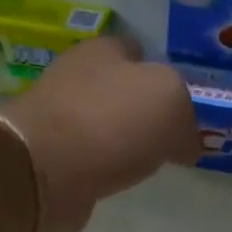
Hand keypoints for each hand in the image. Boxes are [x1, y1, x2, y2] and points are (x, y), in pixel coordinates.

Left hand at [3, 35, 199, 231]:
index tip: (182, 106)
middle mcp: (77, 78)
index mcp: (105, 51)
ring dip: (121, 142)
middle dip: (141, 110)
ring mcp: (59, 120)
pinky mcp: (50, 160)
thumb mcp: (170, 103)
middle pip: (119, 90)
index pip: (138, 52)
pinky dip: (102, 168)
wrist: (45, 171)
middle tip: (170, 138)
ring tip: (147, 164)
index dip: (162, 74)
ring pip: (102, 126)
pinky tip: (117, 180)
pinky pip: (87, 160)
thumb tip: (185, 144)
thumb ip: (186, 116)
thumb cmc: (110, 123)